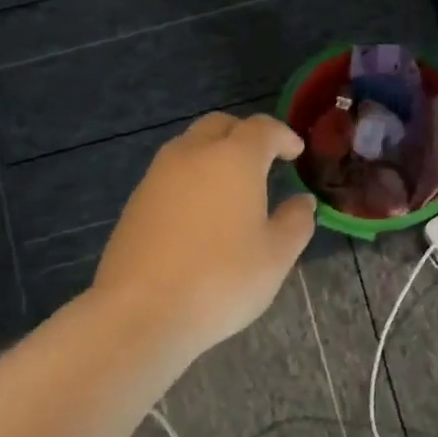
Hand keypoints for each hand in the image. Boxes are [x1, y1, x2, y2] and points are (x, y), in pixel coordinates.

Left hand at [91, 112, 316, 358]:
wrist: (141, 310)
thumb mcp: (276, 256)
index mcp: (234, 158)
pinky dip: (192, 179)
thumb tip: (302, 202)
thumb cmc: (221, 279)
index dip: (283, 136)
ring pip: (190, 146)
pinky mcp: (136, 201)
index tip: (296, 152)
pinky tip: (201, 213)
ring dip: (214, 155)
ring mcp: (158, 175)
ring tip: (232, 187)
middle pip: (220, 126)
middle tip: (264, 161)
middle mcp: (193, 154)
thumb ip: (295, 222)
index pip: (262, 128)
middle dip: (245, 135)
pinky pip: (171, 174)